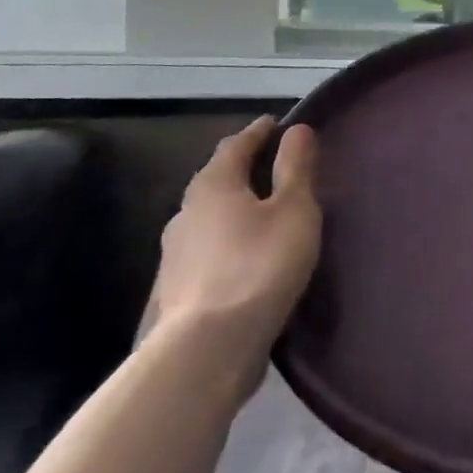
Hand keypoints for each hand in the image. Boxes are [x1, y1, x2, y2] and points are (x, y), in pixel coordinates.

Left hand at [149, 117, 322, 397]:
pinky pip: (208, 250)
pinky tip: (245, 257)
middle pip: (217, 180)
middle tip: (272, 166)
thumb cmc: (259, 265)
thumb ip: (296, 168)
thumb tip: (297, 129)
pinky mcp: (177, 290)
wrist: (208, 348)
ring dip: (234, 209)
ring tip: (262, 213)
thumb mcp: (294, 210)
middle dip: (243, 170)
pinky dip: (228, 242)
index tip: (275, 124)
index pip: (235, 146)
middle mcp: (186, 213)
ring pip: (209, 218)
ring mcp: (175, 254)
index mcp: (213, 186)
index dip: (258, 132)